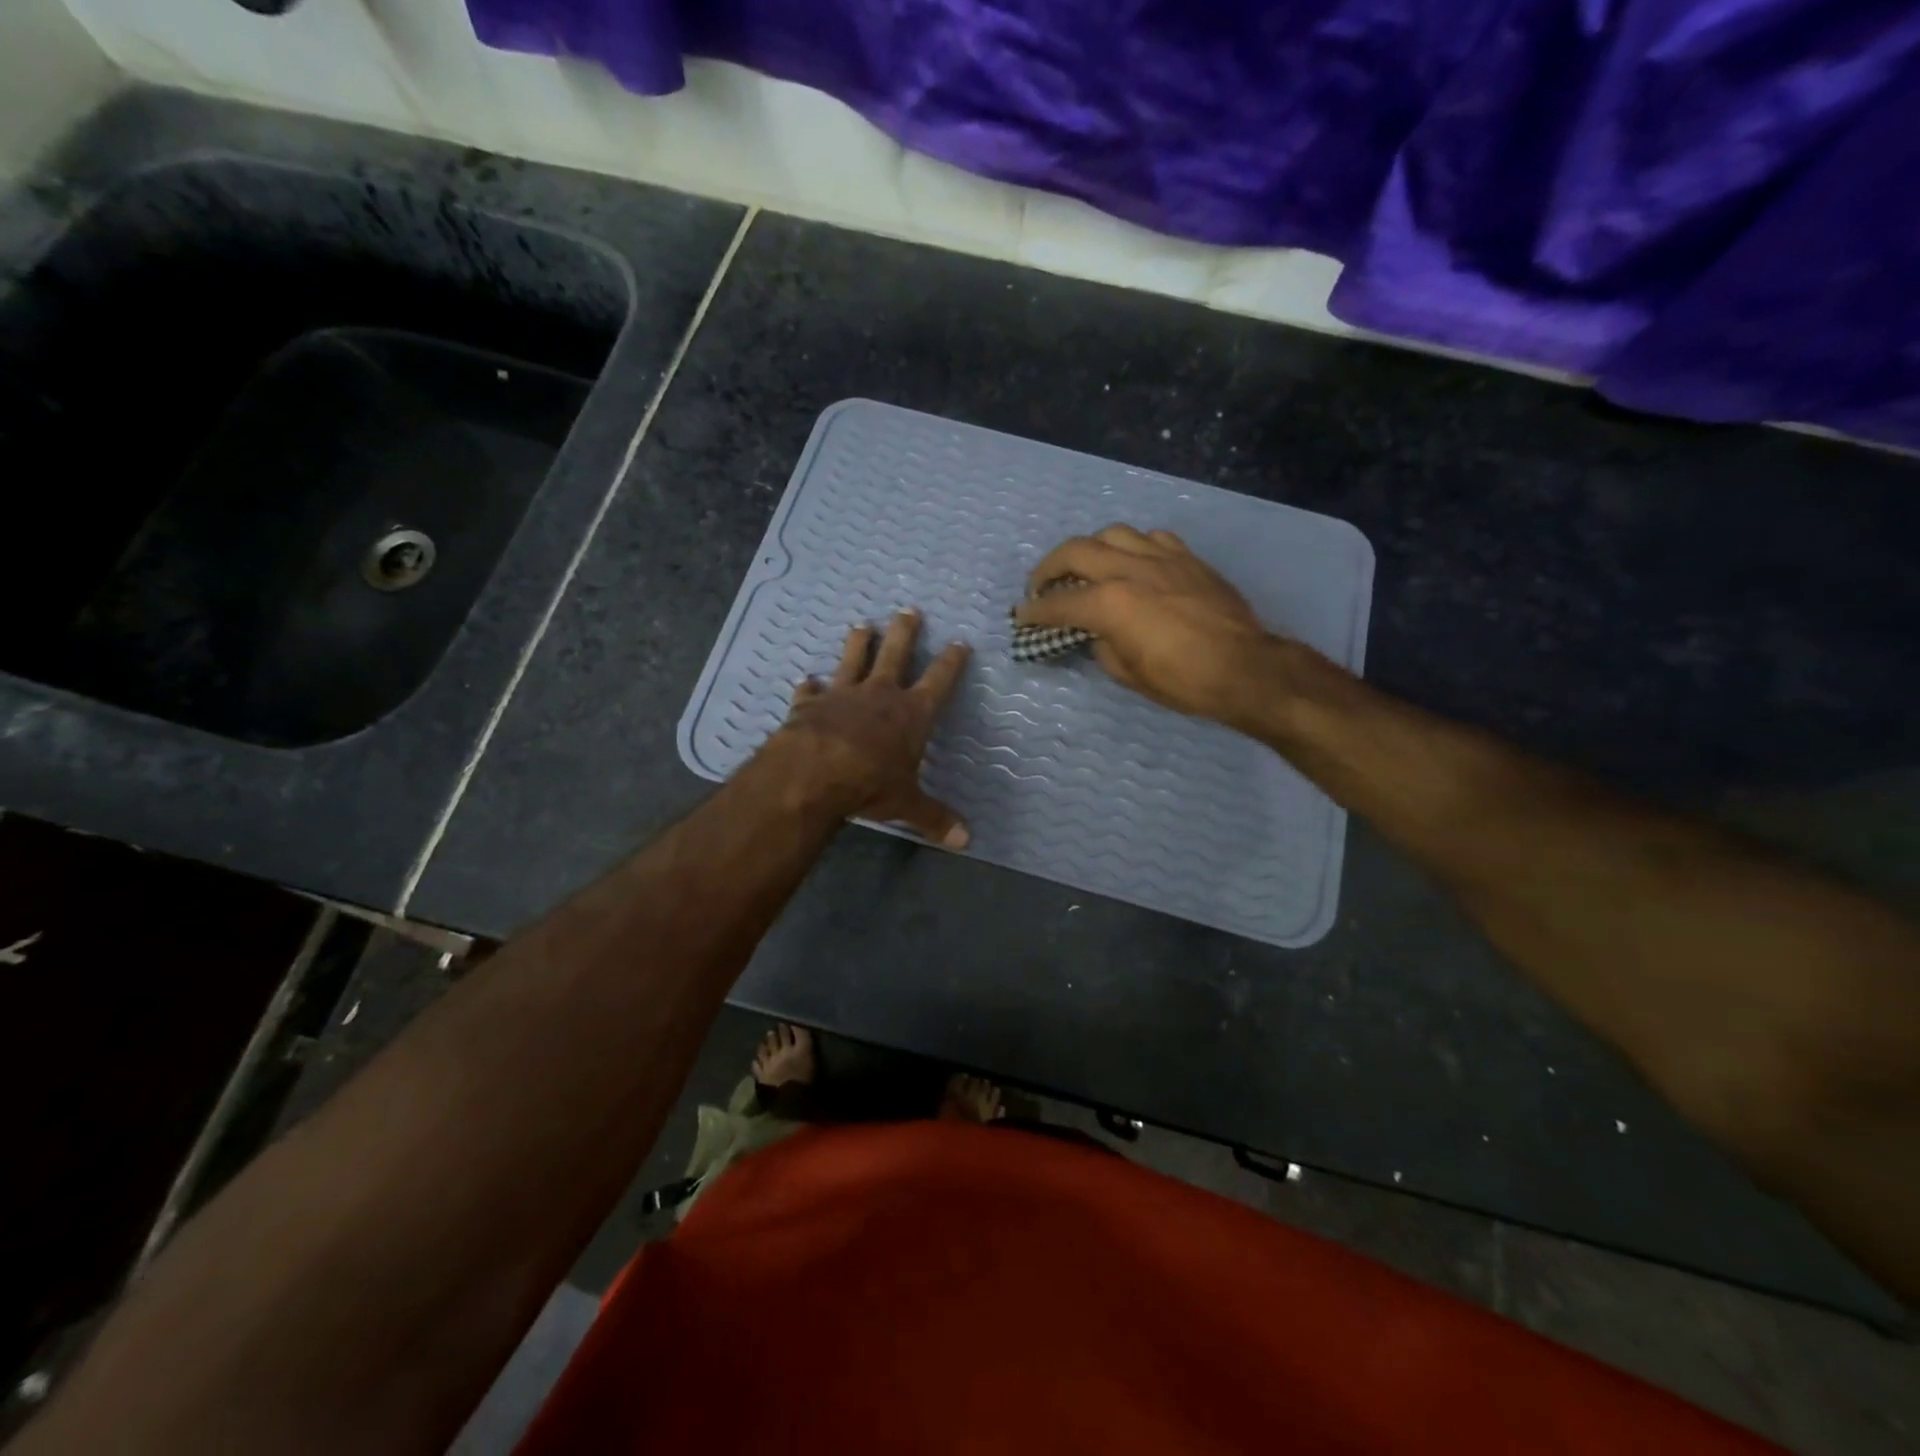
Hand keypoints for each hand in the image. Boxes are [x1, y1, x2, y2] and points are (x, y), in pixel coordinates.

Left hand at [767, 609, 971, 845]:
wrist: (813, 773)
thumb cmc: (870, 783)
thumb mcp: (907, 804)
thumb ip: (935, 819)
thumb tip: (966, 842)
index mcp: (911, 713)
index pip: (939, 680)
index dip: (952, 661)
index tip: (960, 642)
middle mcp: (879, 695)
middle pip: (896, 653)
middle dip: (905, 632)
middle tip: (908, 610)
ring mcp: (842, 695)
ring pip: (853, 659)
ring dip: (859, 643)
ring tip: (862, 625)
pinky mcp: (810, 705)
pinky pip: (811, 691)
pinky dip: (809, 687)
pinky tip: (806, 680)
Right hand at [1014, 525, 1273, 720]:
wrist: (1245, 667)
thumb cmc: (1183, 681)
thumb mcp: (1128, 673)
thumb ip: (1102, 645)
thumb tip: (1095, 633)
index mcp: (1110, 603)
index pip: (1059, 603)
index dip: (1035, 612)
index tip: (1021, 616)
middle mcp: (1130, 569)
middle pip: (1076, 551)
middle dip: (1049, 568)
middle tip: (1040, 586)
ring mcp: (1161, 557)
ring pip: (1112, 533)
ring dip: (1089, 549)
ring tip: (1086, 568)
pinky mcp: (1187, 557)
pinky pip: (1150, 538)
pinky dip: (1131, 547)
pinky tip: (1132, 563)